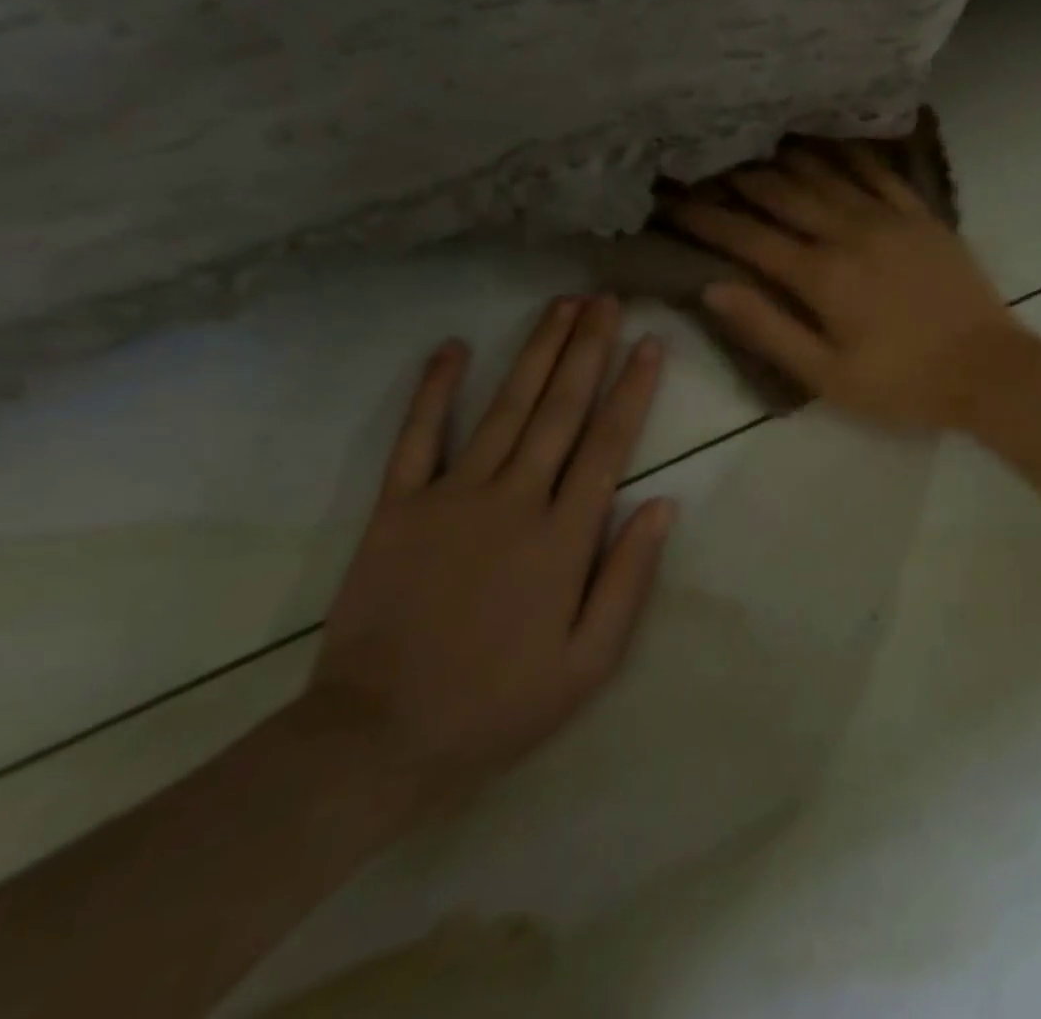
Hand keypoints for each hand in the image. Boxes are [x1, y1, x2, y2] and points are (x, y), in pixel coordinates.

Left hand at [306, 296, 672, 813]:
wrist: (377, 740)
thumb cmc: (499, 704)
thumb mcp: (589, 663)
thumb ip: (630, 578)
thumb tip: (663, 504)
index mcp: (563, 537)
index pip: (607, 444)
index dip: (632, 388)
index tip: (649, 342)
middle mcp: (513, 500)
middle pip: (559, 409)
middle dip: (587, 349)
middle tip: (606, 300)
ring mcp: (451, 497)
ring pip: (504, 408)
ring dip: (535, 352)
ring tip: (561, 306)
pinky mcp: (397, 508)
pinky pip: (418, 437)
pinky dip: (434, 389)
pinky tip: (452, 346)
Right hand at [672, 144, 1019, 429]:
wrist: (988, 370)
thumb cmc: (902, 383)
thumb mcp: (827, 376)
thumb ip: (769, 329)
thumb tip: (714, 288)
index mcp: (822, 276)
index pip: (749, 238)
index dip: (706, 219)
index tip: (670, 201)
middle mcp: (850, 233)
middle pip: (782, 196)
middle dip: (736, 180)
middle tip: (701, 163)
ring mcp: (890, 218)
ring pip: (825, 174)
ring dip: (783, 159)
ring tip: (749, 144)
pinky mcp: (922, 216)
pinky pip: (878, 172)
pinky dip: (847, 153)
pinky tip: (826, 140)